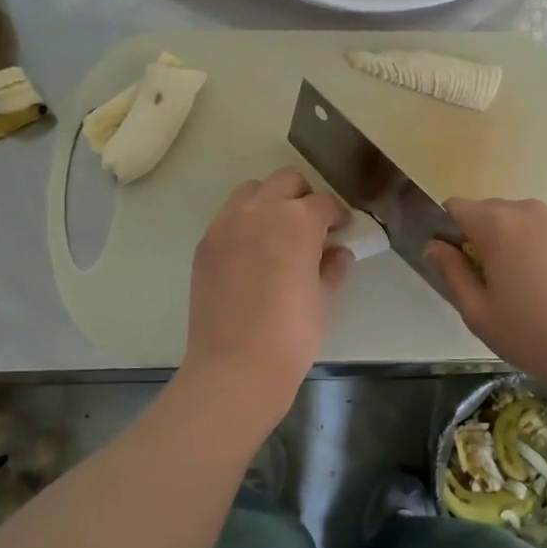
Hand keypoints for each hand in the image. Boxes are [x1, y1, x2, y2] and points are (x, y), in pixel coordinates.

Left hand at [182, 168, 350, 429]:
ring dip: (270, 202)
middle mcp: (260, 210)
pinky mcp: (205, 244)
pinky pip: (228, 218)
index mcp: (297, 220)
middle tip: (311, 226)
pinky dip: (244, 223)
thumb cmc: (292, 333)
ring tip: (277, 234)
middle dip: (303, 196)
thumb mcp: (324, 298)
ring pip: (252, 191)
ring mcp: (227, 225)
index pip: (323, 202)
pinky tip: (252, 255)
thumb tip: (337, 252)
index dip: (336, 215)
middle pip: (286, 181)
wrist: (236, 365)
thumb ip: (333, 266)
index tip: (341, 230)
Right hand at [425, 198, 546, 404]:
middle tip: (488, 282)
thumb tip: (434, 245)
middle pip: (489, 211)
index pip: (455, 207)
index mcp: (496, 225)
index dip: (447, 231)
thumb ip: (451, 271)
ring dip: (512, 243)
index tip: (455, 264)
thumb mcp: (478, 312)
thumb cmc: (532, 334)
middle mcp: (528, 211)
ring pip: (520, 221)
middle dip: (480, 238)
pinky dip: (540, 250)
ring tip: (523, 286)